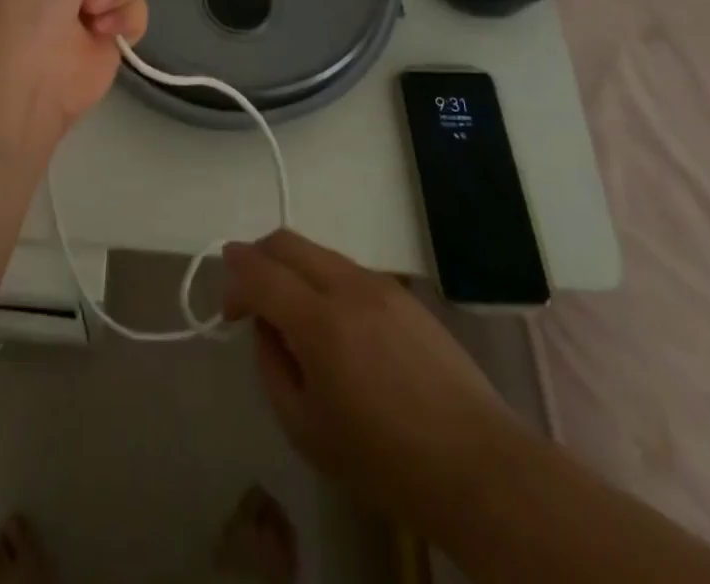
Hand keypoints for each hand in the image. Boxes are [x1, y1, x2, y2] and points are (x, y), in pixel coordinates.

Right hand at [222, 230, 515, 523]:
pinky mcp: (405, 295)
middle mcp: (346, 286)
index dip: (233, 281)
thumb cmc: (386, 462)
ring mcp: (380, 285)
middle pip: (285, 242)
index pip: (258, 271)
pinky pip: (348, 270)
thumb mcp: (306, 431)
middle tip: (248, 295)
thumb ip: (272, 367)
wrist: (480, 468)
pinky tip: (334, 325)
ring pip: (318, 252)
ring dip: (291, 268)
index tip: (229, 311)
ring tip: (292, 314)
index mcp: (318, 321)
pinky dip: (323, 281)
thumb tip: (266, 327)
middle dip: (256, 257)